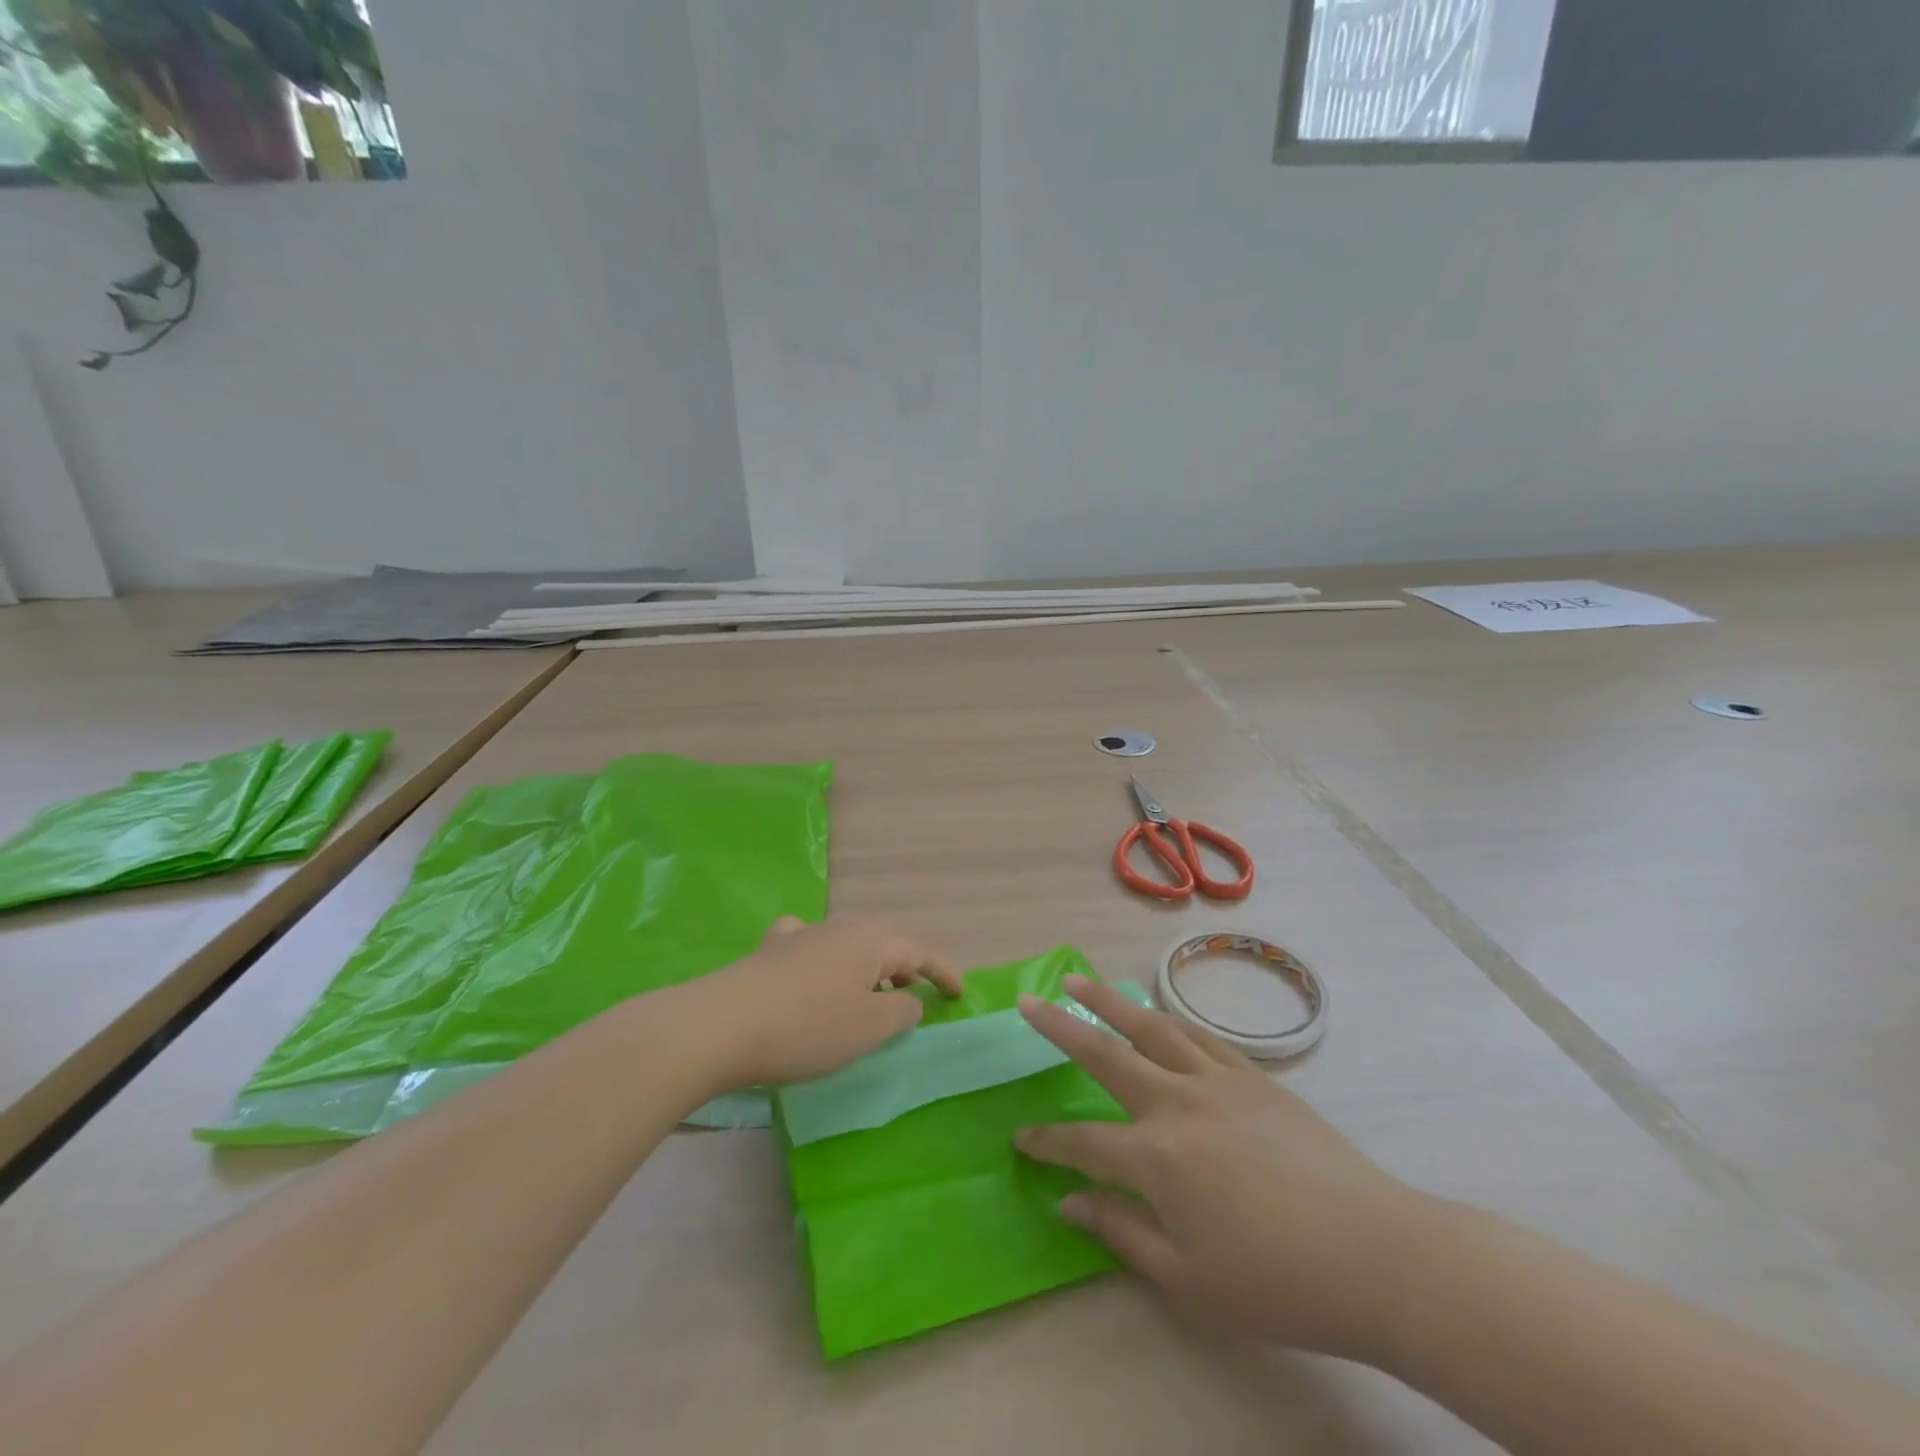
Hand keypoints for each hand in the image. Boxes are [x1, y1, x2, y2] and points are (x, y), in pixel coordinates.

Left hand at [684, 915, 961, 1087]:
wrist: (722, 1025)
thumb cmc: (808, 1027)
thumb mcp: (869, 1028)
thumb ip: (901, 1011)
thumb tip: (908, 1000)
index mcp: (870, 941)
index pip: (919, 951)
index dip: (942, 972)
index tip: (959, 994)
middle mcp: (839, 928)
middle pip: (884, 939)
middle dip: (903, 964)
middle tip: (913, 995)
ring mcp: (801, 936)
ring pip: (847, 941)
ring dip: (866, 964)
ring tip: (867, 993)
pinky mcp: (770, 952)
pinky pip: (809, 944)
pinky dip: (823, 957)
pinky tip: (811, 969)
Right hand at [1016, 977, 1431, 1361]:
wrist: (1376, 1255)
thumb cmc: (1278, 1283)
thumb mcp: (1189, 1282)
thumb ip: (1121, 1233)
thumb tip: (1069, 1202)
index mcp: (1156, 1157)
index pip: (1083, 1143)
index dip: (1047, 1143)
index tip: (1019, 1138)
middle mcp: (1178, 1103)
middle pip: (1105, 1054)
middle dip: (1060, 1027)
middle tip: (1027, 1001)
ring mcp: (1218, 1081)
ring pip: (1151, 1027)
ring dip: (1109, 1001)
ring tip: (1079, 980)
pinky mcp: (1254, 1076)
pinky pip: (1200, 1036)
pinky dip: (1169, 1020)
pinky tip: (1157, 1013)